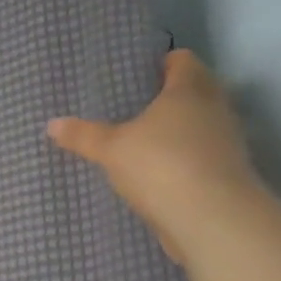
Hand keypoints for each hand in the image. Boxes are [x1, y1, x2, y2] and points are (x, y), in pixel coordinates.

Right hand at [47, 49, 259, 262]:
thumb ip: (83, 135)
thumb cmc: (161, 165)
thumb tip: (52, 124)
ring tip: (144, 140)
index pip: (181, 59)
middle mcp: (215, 108)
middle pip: (195, 90)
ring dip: (179, 131)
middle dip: (169, 97)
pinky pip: (202, 156)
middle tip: (135, 106)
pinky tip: (159, 173)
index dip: (161, 62)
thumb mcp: (111, 149)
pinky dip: (184, 160)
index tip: (138, 73)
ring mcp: (227, 142)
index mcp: (189, 89)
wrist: (213, 220)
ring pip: (201, 125)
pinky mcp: (228, 174)